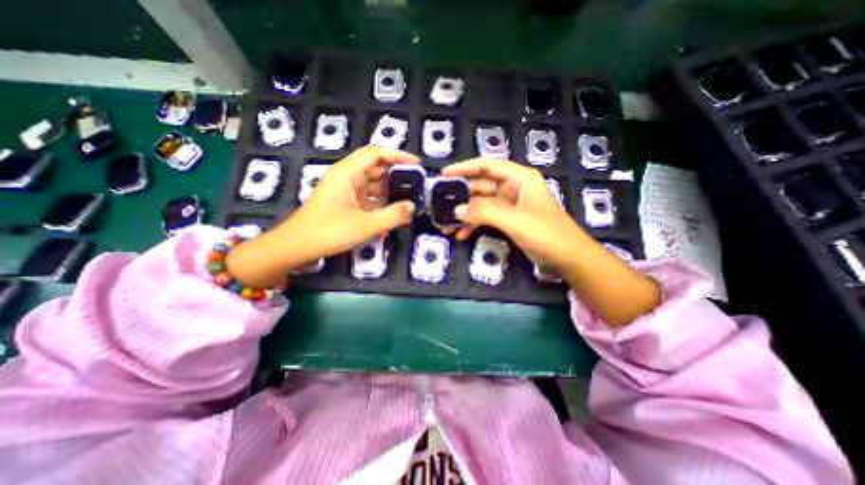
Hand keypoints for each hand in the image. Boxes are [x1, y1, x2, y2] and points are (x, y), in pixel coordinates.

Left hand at [285, 143, 417, 255]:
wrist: (297, 247)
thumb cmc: (329, 232)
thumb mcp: (365, 225)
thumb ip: (393, 215)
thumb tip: (412, 206)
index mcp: (348, 173)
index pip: (376, 153)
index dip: (398, 155)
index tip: (417, 165)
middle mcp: (347, 176)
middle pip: (376, 167)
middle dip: (396, 175)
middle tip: (416, 187)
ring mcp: (346, 190)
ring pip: (373, 183)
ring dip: (389, 191)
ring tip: (408, 201)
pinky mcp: (346, 202)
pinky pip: (368, 197)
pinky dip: (380, 203)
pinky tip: (392, 214)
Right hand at [445, 157, 662, 327]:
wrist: (567, 257)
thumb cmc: (546, 233)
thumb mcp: (514, 220)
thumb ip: (485, 212)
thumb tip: (457, 210)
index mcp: (519, 178)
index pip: (487, 165)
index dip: (465, 168)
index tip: (444, 174)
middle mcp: (513, 187)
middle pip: (481, 185)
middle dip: (462, 196)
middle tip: (441, 205)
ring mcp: (510, 204)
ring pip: (482, 204)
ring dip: (466, 213)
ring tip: (446, 224)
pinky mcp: (509, 219)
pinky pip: (487, 217)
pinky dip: (474, 224)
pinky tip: (461, 234)